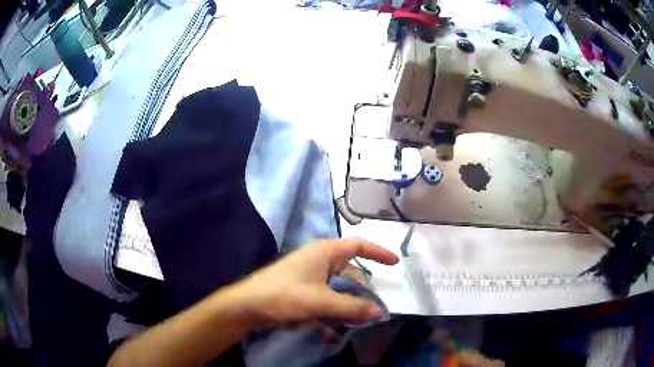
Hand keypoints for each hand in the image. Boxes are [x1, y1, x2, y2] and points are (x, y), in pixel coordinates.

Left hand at [241, 239, 398, 326]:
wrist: (248, 305)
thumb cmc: (284, 295)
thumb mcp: (321, 302)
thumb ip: (352, 307)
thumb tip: (381, 312)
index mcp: (324, 252)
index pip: (358, 245)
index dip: (378, 252)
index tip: (394, 263)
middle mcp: (318, 259)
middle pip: (350, 271)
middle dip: (362, 290)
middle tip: (373, 307)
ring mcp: (309, 274)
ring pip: (338, 287)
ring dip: (347, 303)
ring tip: (357, 320)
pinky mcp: (302, 288)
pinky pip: (326, 296)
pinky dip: (333, 309)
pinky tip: (333, 328)